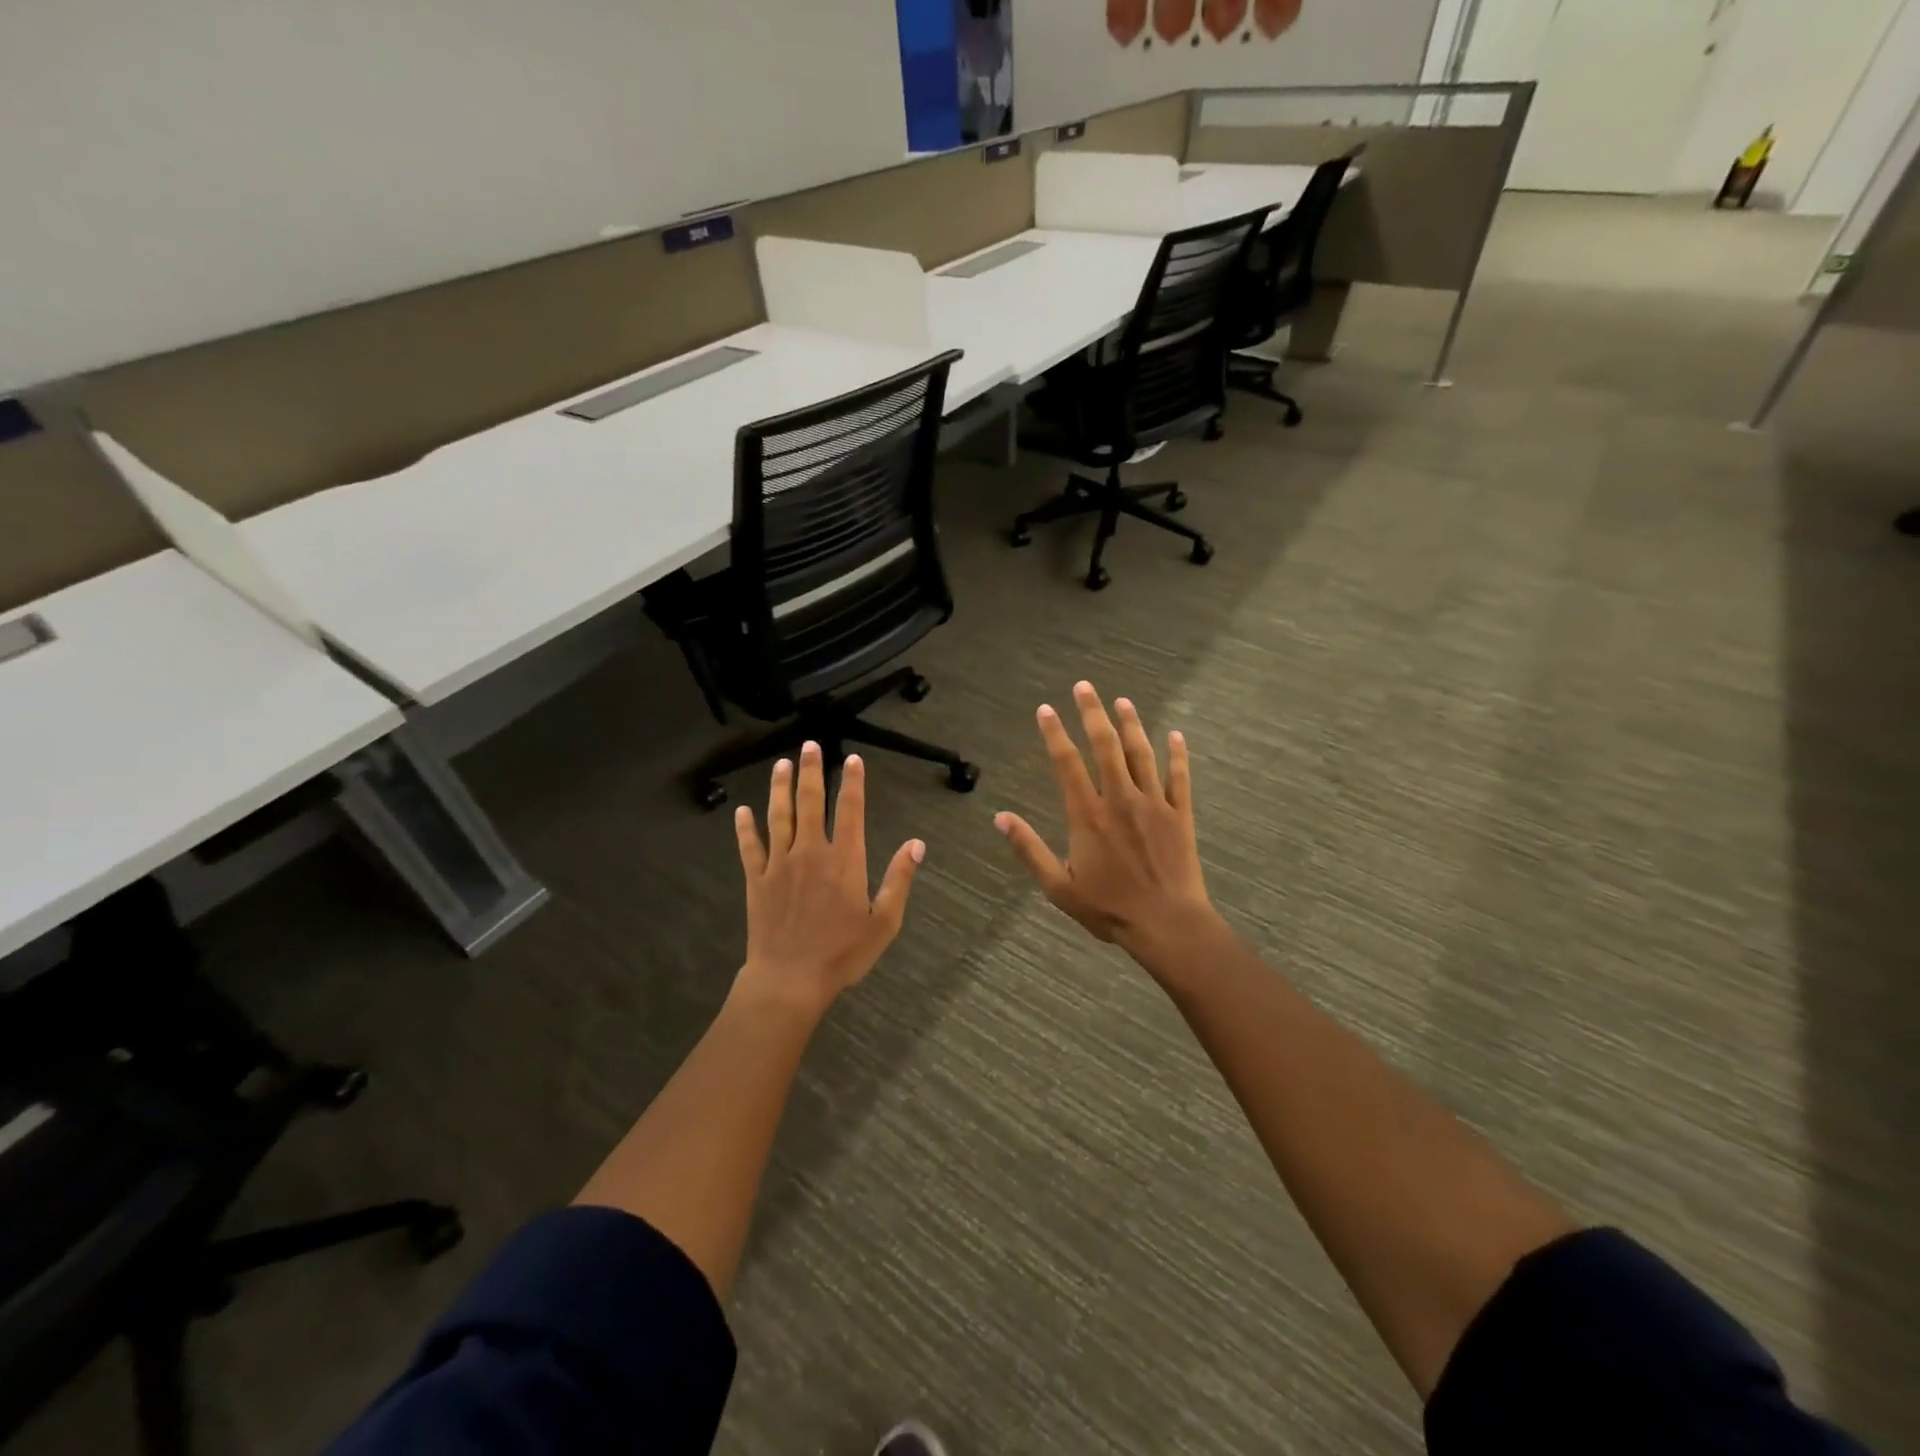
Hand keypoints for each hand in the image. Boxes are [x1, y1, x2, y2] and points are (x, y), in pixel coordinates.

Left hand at [733, 742, 924, 1014]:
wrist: (789, 980)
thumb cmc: (842, 954)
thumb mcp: (884, 922)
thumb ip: (898, 880)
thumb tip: (916, 844)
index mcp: (845, 861)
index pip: (850, 811)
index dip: (852, 782)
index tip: (852, 759)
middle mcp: (811, 853)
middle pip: (811, 803)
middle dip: (811, 771)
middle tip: (809, 745)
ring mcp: (780, 864)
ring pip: (779, 816)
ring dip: (780, 788)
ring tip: (781, 764)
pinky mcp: (757, 880)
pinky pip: (750, 847)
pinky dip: (746, 828)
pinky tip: (742, 810)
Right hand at [994, 682, 1221, 970]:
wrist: (1167, 924)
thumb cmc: (1109, 908)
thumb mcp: (1058, 886)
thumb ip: (1029, 849)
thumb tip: (1000, 817)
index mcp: (1088, 816)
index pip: (1067, 764)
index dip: (1055, 734)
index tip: (1046, 709)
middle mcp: (1120, 800)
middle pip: (1105, 746)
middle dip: (1092, 713)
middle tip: (1084, 686)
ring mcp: (1154, 804)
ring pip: (1141, 754)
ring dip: (1131, 724)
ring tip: (1122, 701)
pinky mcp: (1180, 815)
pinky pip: (1180, 777)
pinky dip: (1178, 754)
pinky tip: (1176, 735)